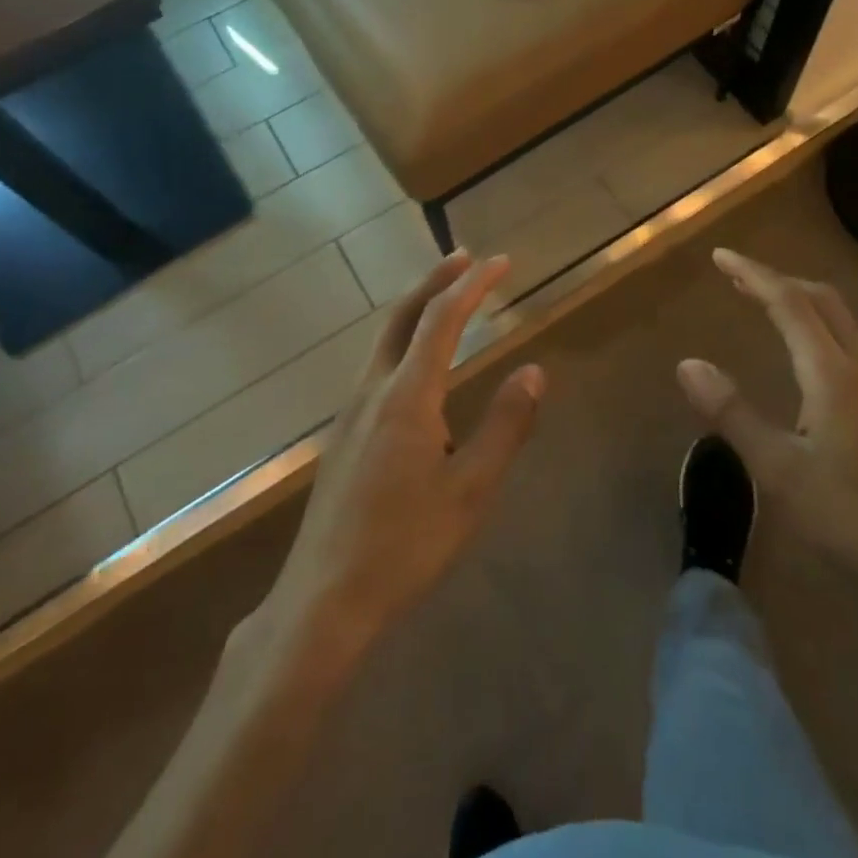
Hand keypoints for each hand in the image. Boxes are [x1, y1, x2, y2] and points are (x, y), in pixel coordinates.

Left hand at [263, 251, 544, 650]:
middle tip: (466, 259)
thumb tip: (534, 371)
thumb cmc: (405, 545)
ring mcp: (351, 411)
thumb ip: (505, 425)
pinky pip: (377, 364)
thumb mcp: (471, 490)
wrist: (323, 598)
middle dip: (435, 281)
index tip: (501, 262)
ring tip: (446, 299)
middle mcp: (373, 390)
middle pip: (402, 316)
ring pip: (384, 339)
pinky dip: (403, 339)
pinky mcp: (343, 434)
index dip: (473, 285)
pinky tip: (416, 363)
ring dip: (416, 308)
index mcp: (407, 395)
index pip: (442, 319)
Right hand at [676, 249, 857, 615]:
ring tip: (765, 305)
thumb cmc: (854, 517)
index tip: (721, 256)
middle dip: (777, 280)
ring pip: (842, 320)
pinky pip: (852, 343)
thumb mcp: (779, 470)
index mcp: (833, 373)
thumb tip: (688, 363)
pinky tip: (808, 356)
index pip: (789, 303)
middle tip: (737, 277)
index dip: (753, 275)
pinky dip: (819, 326)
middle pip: (822, 300)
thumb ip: (732, 413)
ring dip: (801, 302)